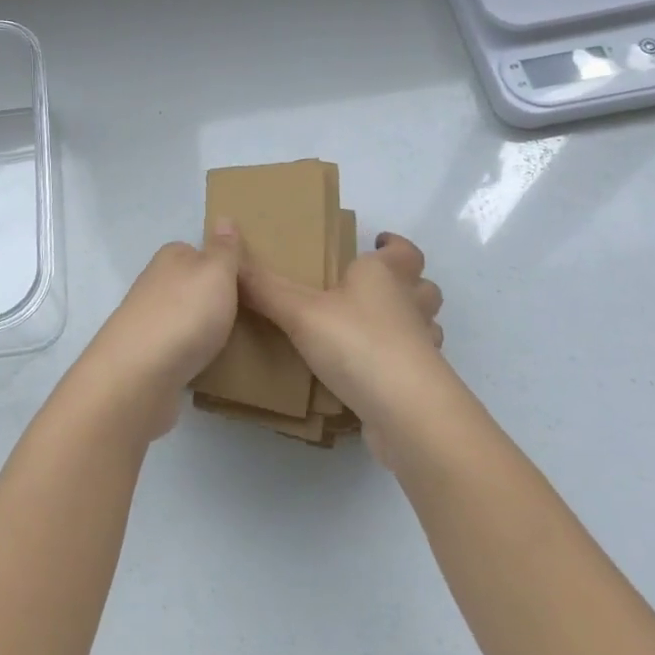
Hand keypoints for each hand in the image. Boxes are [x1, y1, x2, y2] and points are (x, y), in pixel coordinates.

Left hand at [71, 225, 242, 441]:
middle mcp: (153, 284)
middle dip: (209, 298)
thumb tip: (222, 219)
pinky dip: (186, 354)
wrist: (139, 374)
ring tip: (227, 341)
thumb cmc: (186, 314)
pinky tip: (202, 365)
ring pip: (180, 317)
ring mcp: (145, 321)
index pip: (197, 251)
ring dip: (197, 327)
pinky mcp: (144, 356)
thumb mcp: (217, 272)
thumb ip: (224, 249)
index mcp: (169, 258)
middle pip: (188, 285)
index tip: (244, 284)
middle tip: (243, 314)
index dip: (220, 265)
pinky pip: (173, 348)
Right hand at [238, 232, 454, 454]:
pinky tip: (369, 374)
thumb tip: (230, 258)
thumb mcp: (300, 312)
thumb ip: (264, 288)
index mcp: (385, 276)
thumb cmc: (356, 343)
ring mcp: (421, 348)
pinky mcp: (419, 385)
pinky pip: (412, 365)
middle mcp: (409, 306)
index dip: (394, 246)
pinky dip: (396, 364)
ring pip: (425, 327)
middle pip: (423, 287)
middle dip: (407, 284)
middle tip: (372, 289)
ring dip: (408, 324)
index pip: (404, 252)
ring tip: (372, 330)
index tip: (379, 243)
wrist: (405, 412)